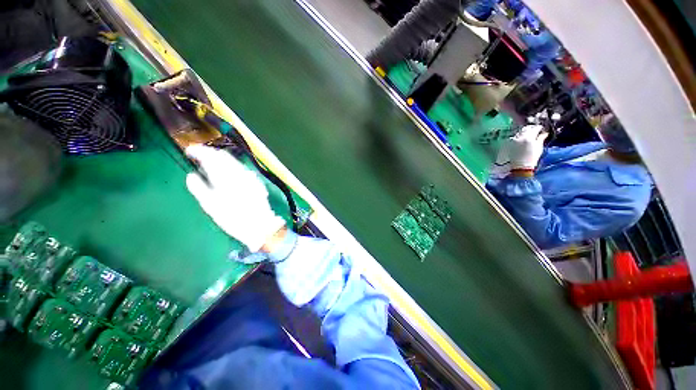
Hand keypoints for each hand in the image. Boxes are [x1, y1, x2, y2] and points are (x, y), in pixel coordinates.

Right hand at [185, 145, 285, 251]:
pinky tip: (228, 172)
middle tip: (199, 155)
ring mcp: (250, 176)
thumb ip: (199, 188)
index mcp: (225, 177)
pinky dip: (232, 166)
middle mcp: (239, 173)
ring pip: (234, 161)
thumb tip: (191, 175)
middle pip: (224, 156)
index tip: (190, 151)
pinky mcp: (256, 182)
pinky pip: (242, 168)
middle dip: (210, 153)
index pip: (211, 156)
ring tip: (211, 162)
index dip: (199, 151)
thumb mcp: (211, 206)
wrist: (260, 225)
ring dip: (221, 158)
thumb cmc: (233, 218)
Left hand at [508, 124, 547, 169]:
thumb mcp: (539, 147)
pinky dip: (520, 135)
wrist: (521, 165)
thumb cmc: (532, 157)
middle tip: (536, 130)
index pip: (535, 128)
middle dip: (532, 128)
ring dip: (525, 131)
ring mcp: (514, 140)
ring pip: (520, 131)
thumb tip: (545, 133)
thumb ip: (541, 138)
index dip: (539, 128)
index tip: (542, 129)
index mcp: (529, 138)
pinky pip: (516, 136)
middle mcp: (520, 137)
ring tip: (530, 134)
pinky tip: (523, 138)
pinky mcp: (511, 143)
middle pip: (526, 128)